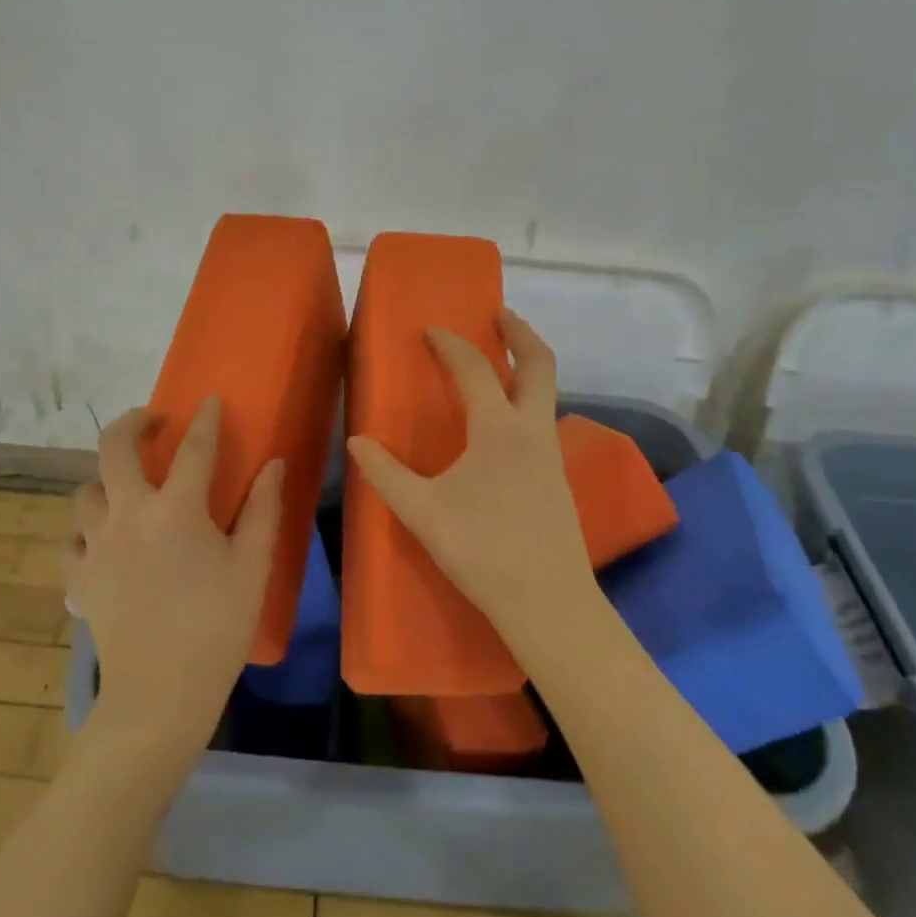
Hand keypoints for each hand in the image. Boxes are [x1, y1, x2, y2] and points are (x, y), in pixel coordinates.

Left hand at [64, 397, 284, 759]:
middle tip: (152, 422)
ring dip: (105, 478)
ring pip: (85, 491)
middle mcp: (129, 515)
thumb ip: (262, 509)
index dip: (205, 419)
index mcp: (177, 510)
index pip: (194, 448)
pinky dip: (85, 530)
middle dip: (132, 422)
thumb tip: (273, 464)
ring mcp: (97, 545)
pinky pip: (72, 539)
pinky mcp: (80, 577)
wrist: (160, 695)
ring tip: (126, 485)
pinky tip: (103, 538)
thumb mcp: (252, 567)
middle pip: (114, 448)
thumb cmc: (217, 627)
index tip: (210, 399)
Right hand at [346, 311, 594, 664]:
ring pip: (547, 393)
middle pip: (540, 363)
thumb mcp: (423, 511)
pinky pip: (543, 422)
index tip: (431, 329)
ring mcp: (552, 455)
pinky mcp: (558, 480)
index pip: (475, 369)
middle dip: (520, 332)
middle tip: (498, 315)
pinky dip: (526, 402)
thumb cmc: (483, 550)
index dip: (451, 343)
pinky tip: (503, 429)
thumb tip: (357, 442)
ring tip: (499, 365)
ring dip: (527, 367)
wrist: (549, 602)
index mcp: (499, 429)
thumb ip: (386, 474)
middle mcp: (533, 431)